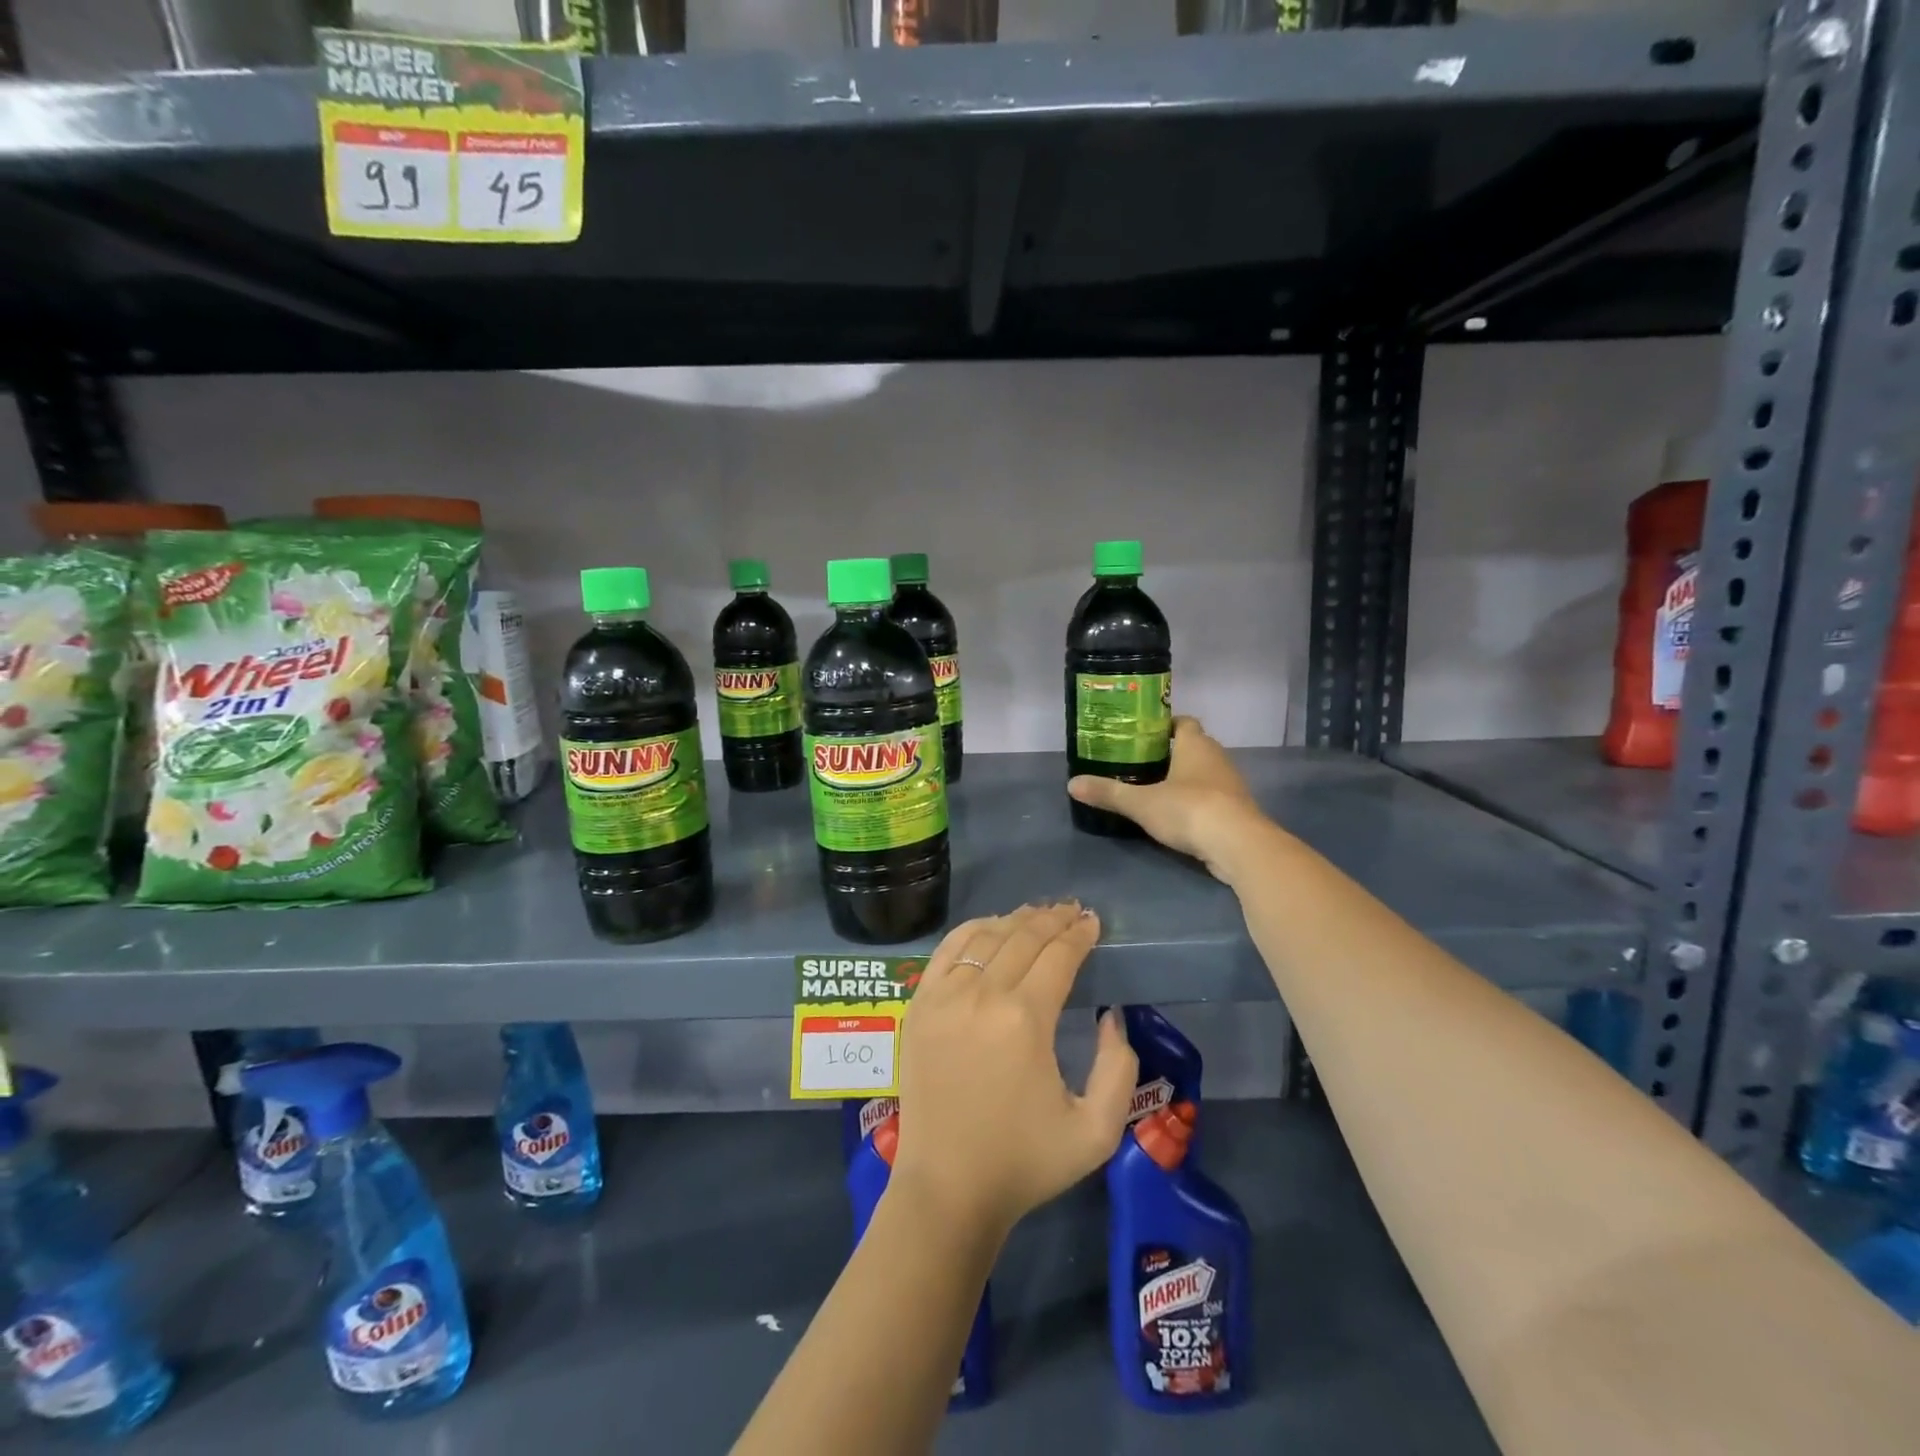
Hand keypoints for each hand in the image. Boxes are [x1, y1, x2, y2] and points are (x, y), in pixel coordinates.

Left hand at [894, 902, 1137, 1236]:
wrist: (947, 1188)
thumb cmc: (1023, 1163)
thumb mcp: (1096, 1131)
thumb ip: (1119, 1069)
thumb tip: (1112, 1017)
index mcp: (1025, 1019)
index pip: (1058, 955)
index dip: (1079, 934)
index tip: (1093, 922)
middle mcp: (982, 995)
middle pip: (1023, 937)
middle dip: (1052, 918)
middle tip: (1071, 911)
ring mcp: (943, 996)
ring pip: (985, 937)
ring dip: (1015, 920)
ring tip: (1037, 915)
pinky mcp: (919, 1006)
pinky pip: (946, 950)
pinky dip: (972, 930)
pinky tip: (989, 927)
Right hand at [1067, 716, 1266, 879]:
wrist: (1238, 845)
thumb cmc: (1189, 809)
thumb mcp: (1141, 802)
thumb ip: (1108, 793)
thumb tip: (1071, 783)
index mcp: (1195, 745)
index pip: (1184, 722)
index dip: (1166, 725)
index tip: (1144, 734)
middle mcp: (1217, 758)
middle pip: (1194, 747)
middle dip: (1171, 753)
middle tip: (1141, 763)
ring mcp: (1231, 785)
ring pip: (1205, 773)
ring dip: (1185, 779)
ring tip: (1155, 790)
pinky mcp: (1237, 810)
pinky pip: (1213, 798)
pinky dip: (1197, 802)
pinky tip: (1178, 816)